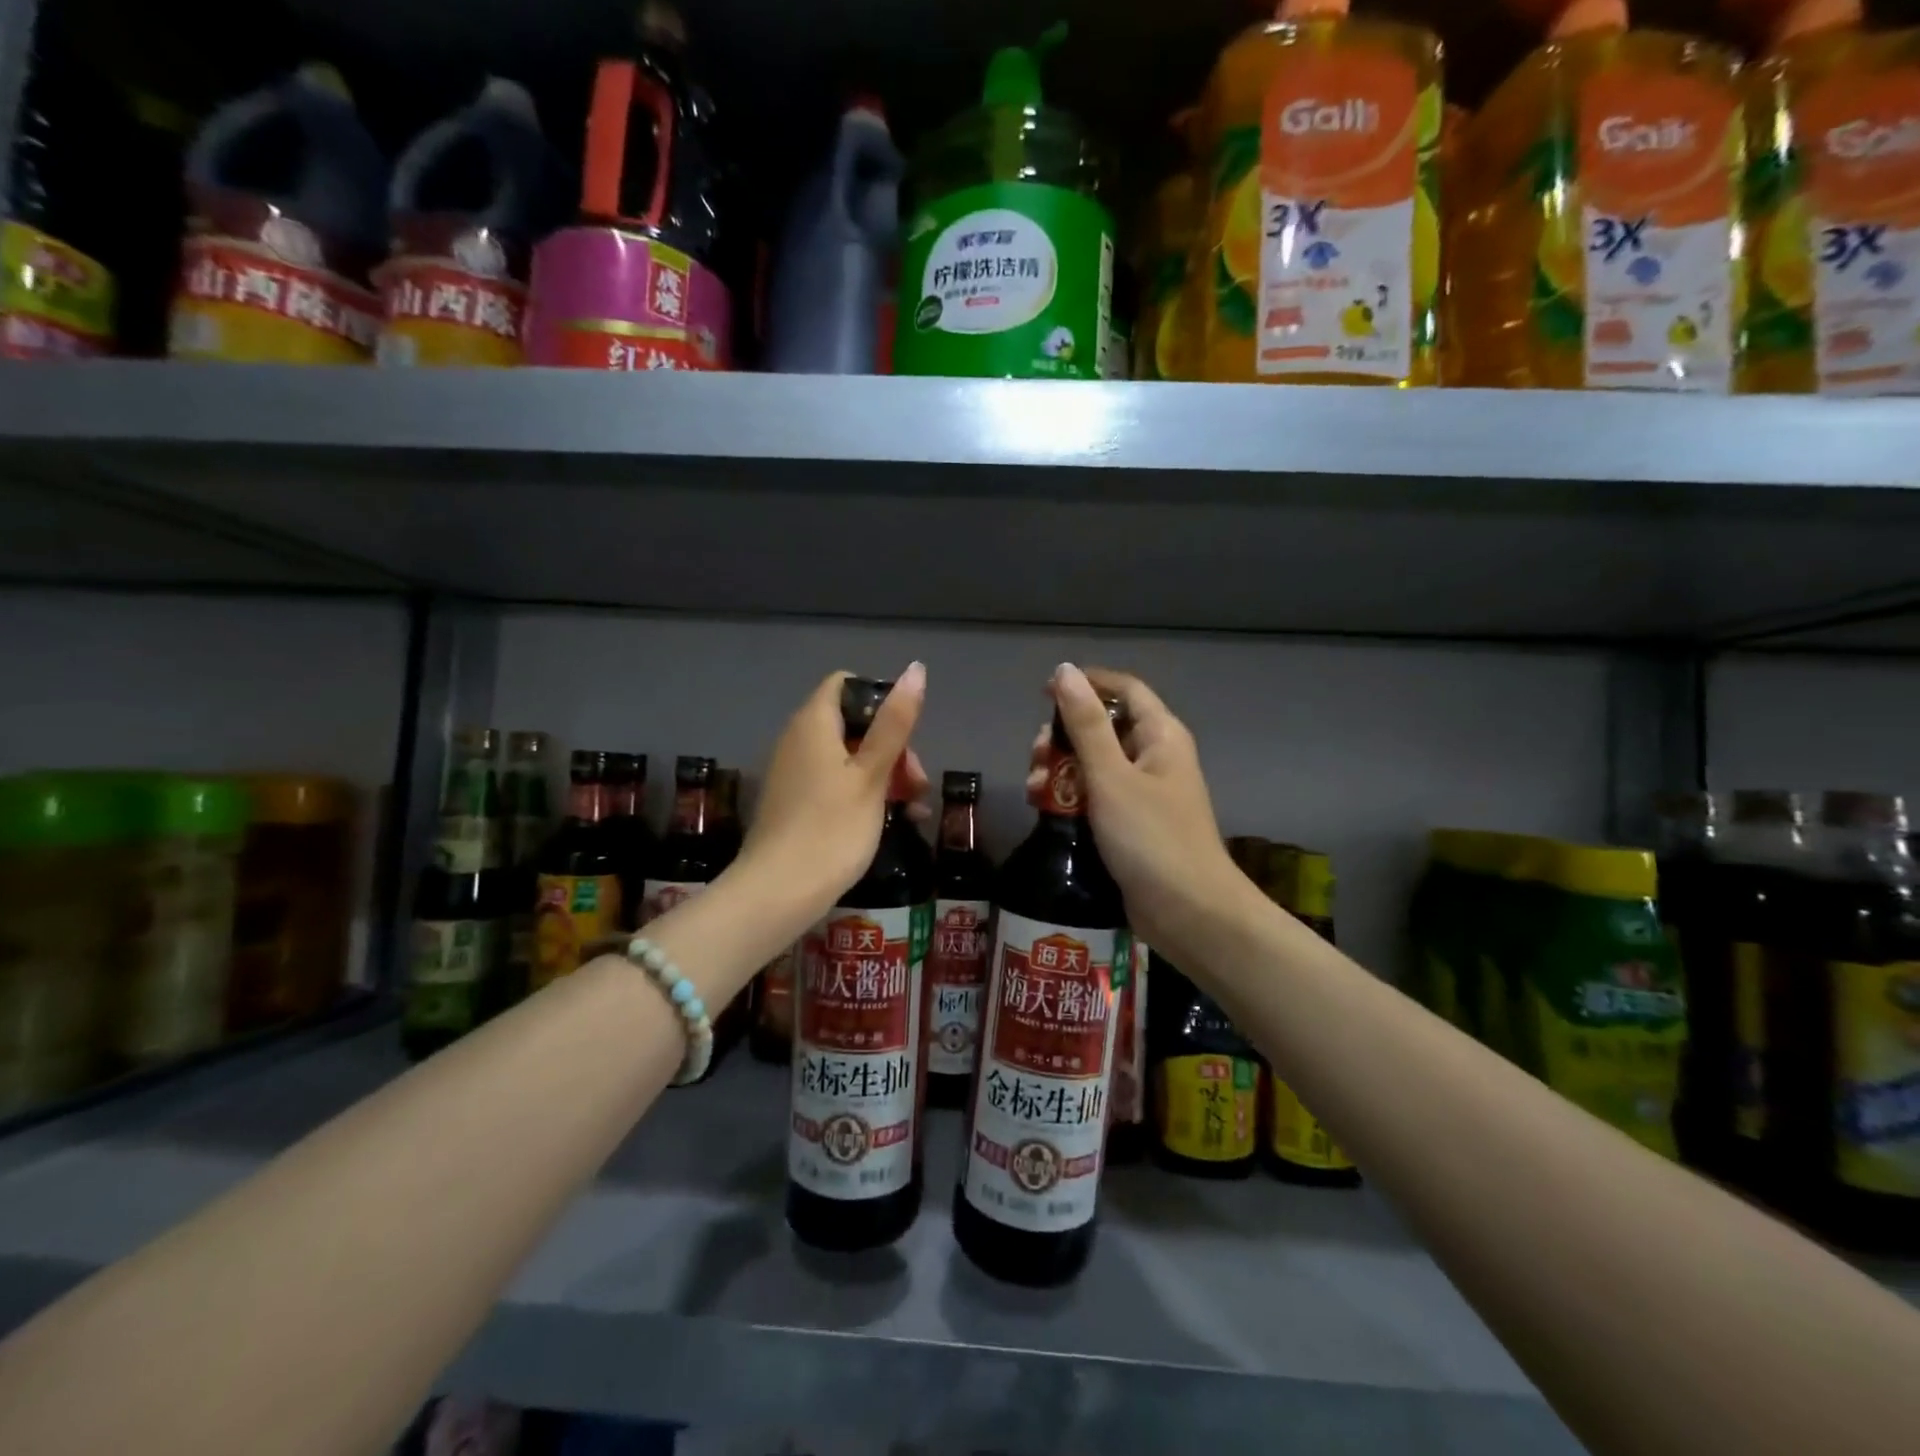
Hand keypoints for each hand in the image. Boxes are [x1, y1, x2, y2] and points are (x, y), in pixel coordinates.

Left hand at [742, 664, 929, 917]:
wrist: (777, 894)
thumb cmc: (831, 829)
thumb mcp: (872, 774)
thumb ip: (895, 722)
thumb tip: (915, 668)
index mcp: (813, 723)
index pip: (846, 685)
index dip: (880, 699)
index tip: (906, 733)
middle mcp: (798, 740)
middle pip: (852, 724)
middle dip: (892, 747)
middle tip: (916, 783)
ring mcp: (795, 773)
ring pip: (849, 757)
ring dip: (885, 774)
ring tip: (913, 807)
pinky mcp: (796, 802)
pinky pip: (835, 782)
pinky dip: (864, 792)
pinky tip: (893, 819)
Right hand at [1028, 663, 1252, 961]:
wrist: (1189, 913)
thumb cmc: (1151, 837)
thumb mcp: (1111, 776)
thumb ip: (1085, 724)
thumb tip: (1065, 671)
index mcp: (1160, 736)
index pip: (1124, 689)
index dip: (1086, 683)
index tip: (1044, 692)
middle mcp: (1155, 757)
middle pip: (1104, 727)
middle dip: (1063, 736)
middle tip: (1036, 755)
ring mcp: (1144, 793)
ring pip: (1095, 764)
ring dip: (1061, 769)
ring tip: (1034, 789)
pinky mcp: (1131, 824)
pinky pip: (1096, 796)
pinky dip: (1070, 797)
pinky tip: (1044, 809)